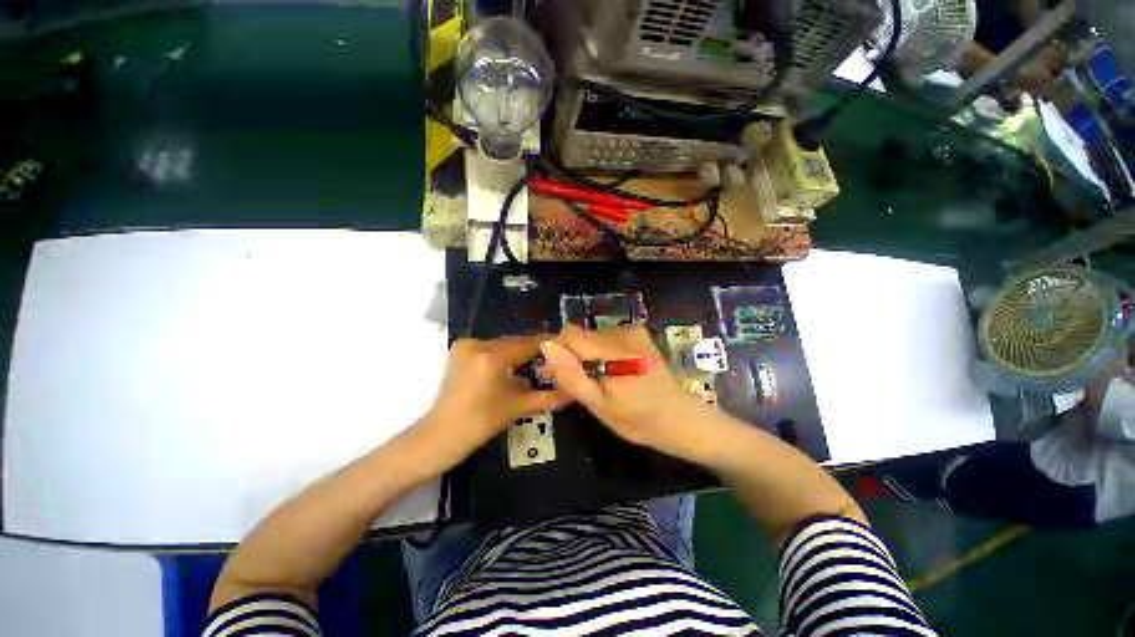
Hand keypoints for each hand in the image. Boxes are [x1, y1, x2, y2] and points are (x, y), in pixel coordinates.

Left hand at [418, 336, 569, 469]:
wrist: (440, 436)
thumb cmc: (480, 423)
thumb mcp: (518, 407)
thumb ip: (548, 397)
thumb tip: (574, 391)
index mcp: (491, 357)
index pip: (527, 344)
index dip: (549, 343)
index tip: (567, 343)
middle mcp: (477, 344)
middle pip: (515, 342)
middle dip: (535, 348)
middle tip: (556, 354)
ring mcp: (466, 345)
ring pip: (503, 343)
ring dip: (520, 350)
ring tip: (540, 359)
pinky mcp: (460, 350)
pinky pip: (491, 347)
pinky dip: (505, 353)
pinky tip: (517, 362)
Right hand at [540, 325, 706, 457]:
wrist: (678, 417)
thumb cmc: (637, 419)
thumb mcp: (598, 405)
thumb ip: (572, 375)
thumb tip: (547, 345)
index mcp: (615, 352)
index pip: (569, 336)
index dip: (559, 354)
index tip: (560, 376)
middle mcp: (624, 333)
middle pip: (581, 335)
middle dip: (574, 357)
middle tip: (583, 385)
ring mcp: (633, 331)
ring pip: (592, 337)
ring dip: (588, 356)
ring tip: (601, 381)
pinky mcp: (638, 333)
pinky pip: (606, 337)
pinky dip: (602, 352)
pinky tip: (613, 371)